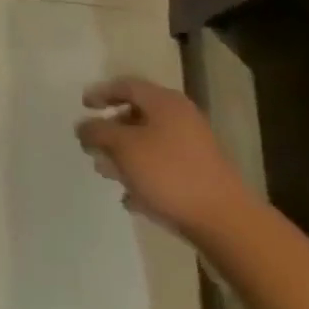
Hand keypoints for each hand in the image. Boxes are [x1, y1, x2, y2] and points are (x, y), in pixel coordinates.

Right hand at [75, 77, 250, 236]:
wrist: (226, 223)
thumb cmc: (170, 174)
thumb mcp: (124, 148)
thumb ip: (98, 132)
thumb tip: (82, 126)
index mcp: (164, 102)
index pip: (126, 85)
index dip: (101, 93)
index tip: (83, 105)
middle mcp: (180, 118)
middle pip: (138, 114)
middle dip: (112, 129)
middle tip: (93, 144)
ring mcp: (194, 149)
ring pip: (150, 144)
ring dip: (125, 155)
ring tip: (106, 172)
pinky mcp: (201, 177)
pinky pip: (164, 168)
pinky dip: (144, 176)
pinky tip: (130, 197)